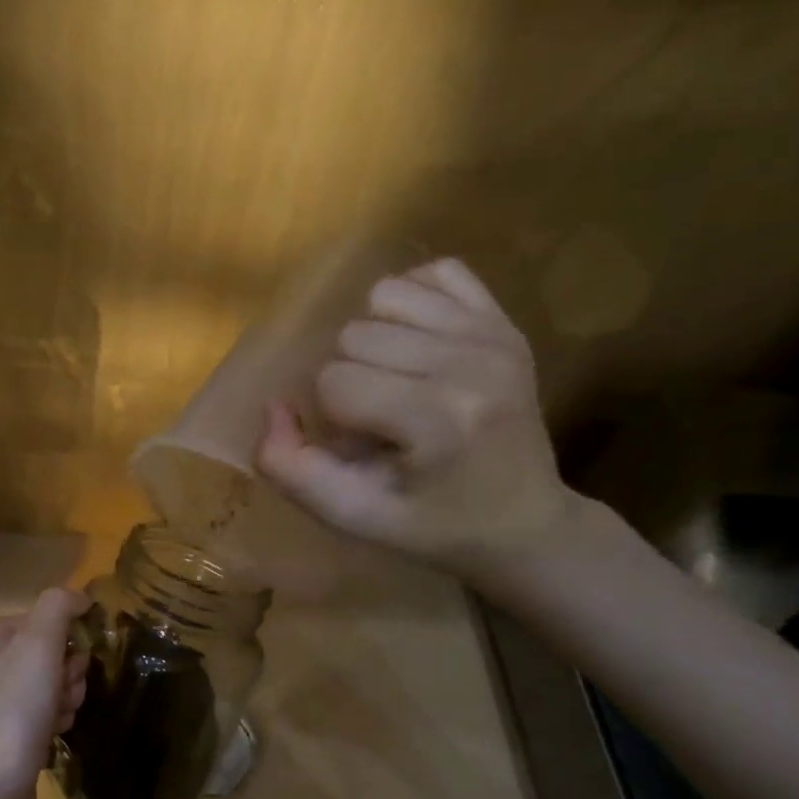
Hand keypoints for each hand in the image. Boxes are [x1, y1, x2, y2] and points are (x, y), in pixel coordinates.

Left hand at [0, 586, 89, 798]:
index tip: (69, 668)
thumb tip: (78, 596)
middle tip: (61, 698)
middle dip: (65, 674)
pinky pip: (39, 711)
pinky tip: (50, 737)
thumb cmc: (10, 715)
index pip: (42, 619)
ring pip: (48, 682)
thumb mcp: (37, 647)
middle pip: (46, 651)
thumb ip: (58, 607)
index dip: (65, 642)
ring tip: (56, 722)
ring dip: (64, 698)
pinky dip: (53, 721)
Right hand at [256, 257, 573, 576]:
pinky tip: (416, 345)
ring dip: (373, 339)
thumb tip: (275, 407)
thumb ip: (292, 470)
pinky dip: (412, 302)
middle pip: (353, 334)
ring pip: (385, 295)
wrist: (524, 521)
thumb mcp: (352, 516)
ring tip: (393, 380)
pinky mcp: (505, 321)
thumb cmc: (432, 526)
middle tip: (377, 421)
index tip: (362, 449)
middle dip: (348, 379)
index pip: (333, 381)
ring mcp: (493, 335)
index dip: (330, 418)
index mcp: (437, 419)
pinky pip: (437, 272)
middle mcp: (471, 363)